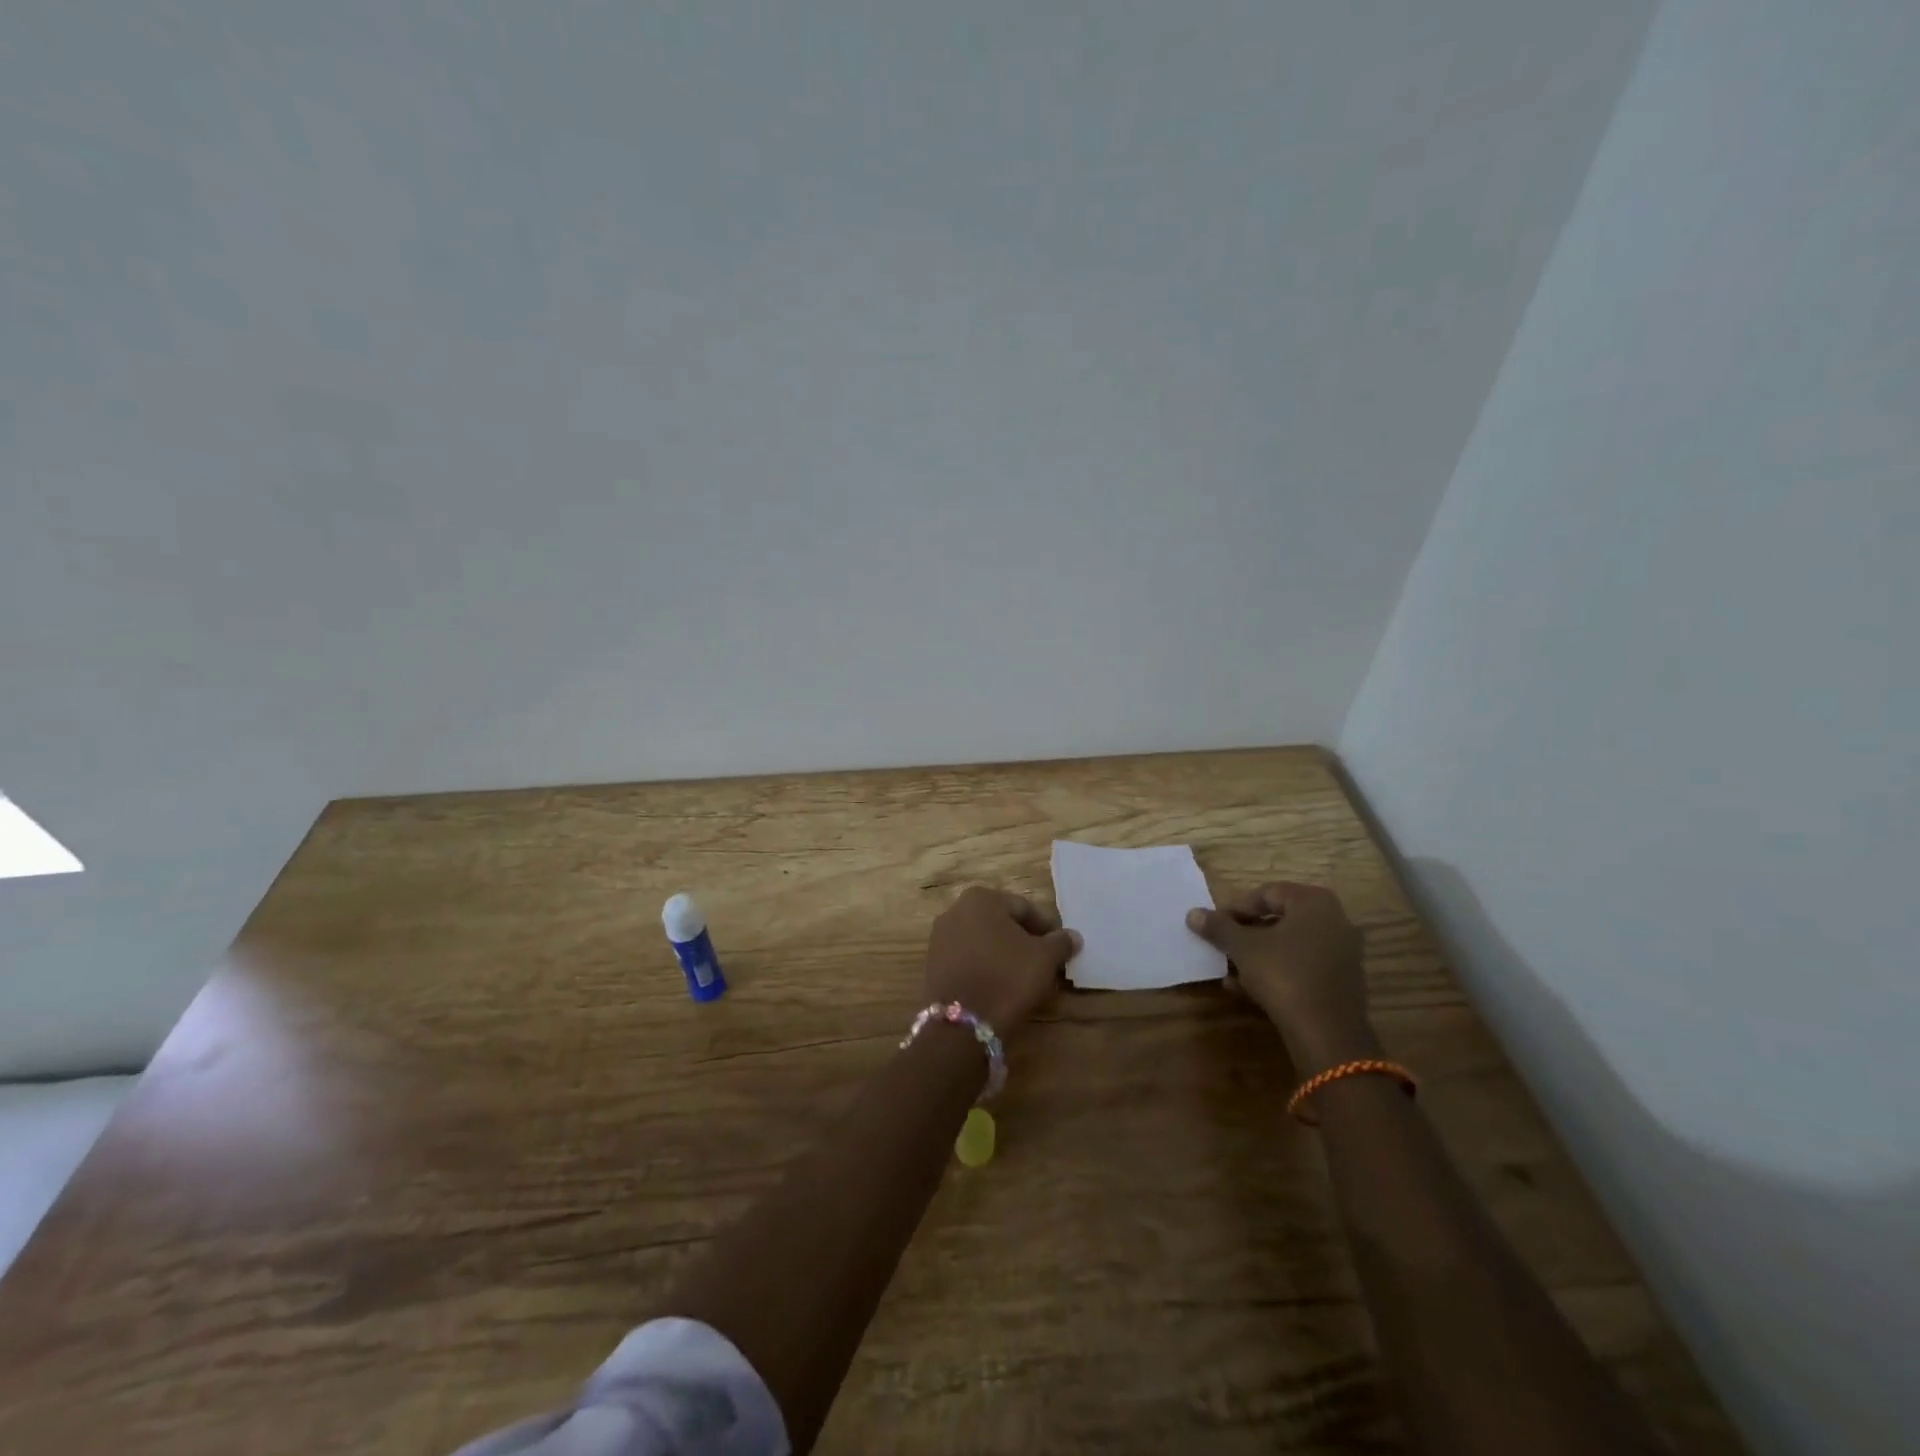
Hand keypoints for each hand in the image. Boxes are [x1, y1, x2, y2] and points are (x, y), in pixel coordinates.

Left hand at [924, 886, 1080, 1033]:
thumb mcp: (1044, 959)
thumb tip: (1073, 936)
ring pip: (983, 940)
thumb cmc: (1007, 977)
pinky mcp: (932, 963)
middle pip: (1001, 922)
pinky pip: (967, 958)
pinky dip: (984, 966)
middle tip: (1044, 963)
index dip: (1047, 928)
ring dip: (1004, 953)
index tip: (1060, 949)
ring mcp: (940, 936)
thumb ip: (1060, 942)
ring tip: (1023, 977)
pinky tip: (998, 985)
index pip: (1025, 908)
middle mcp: (956, 909)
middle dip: (1024, 940)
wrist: (961, 1023)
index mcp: (982, 898)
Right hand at [1186, 882, 1376, 1073]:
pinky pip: (1303, 967)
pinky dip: (1277, 972)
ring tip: (1230, 972)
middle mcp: (1335, 920)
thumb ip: (1219, 927)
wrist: (1327, 1033)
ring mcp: (1343, 953)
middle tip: (1222, 946)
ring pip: (1289, 946)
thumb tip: (1193, 914)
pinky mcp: (1343, 982)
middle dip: (1246, 934)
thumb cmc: (1283, 975)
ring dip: (1258, 955)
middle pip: (1279, 920)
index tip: (1216, 926)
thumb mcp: (1243, 948)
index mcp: (1314, 902)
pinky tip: (1249, 990)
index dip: (1236, 908)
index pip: (1267, 894)